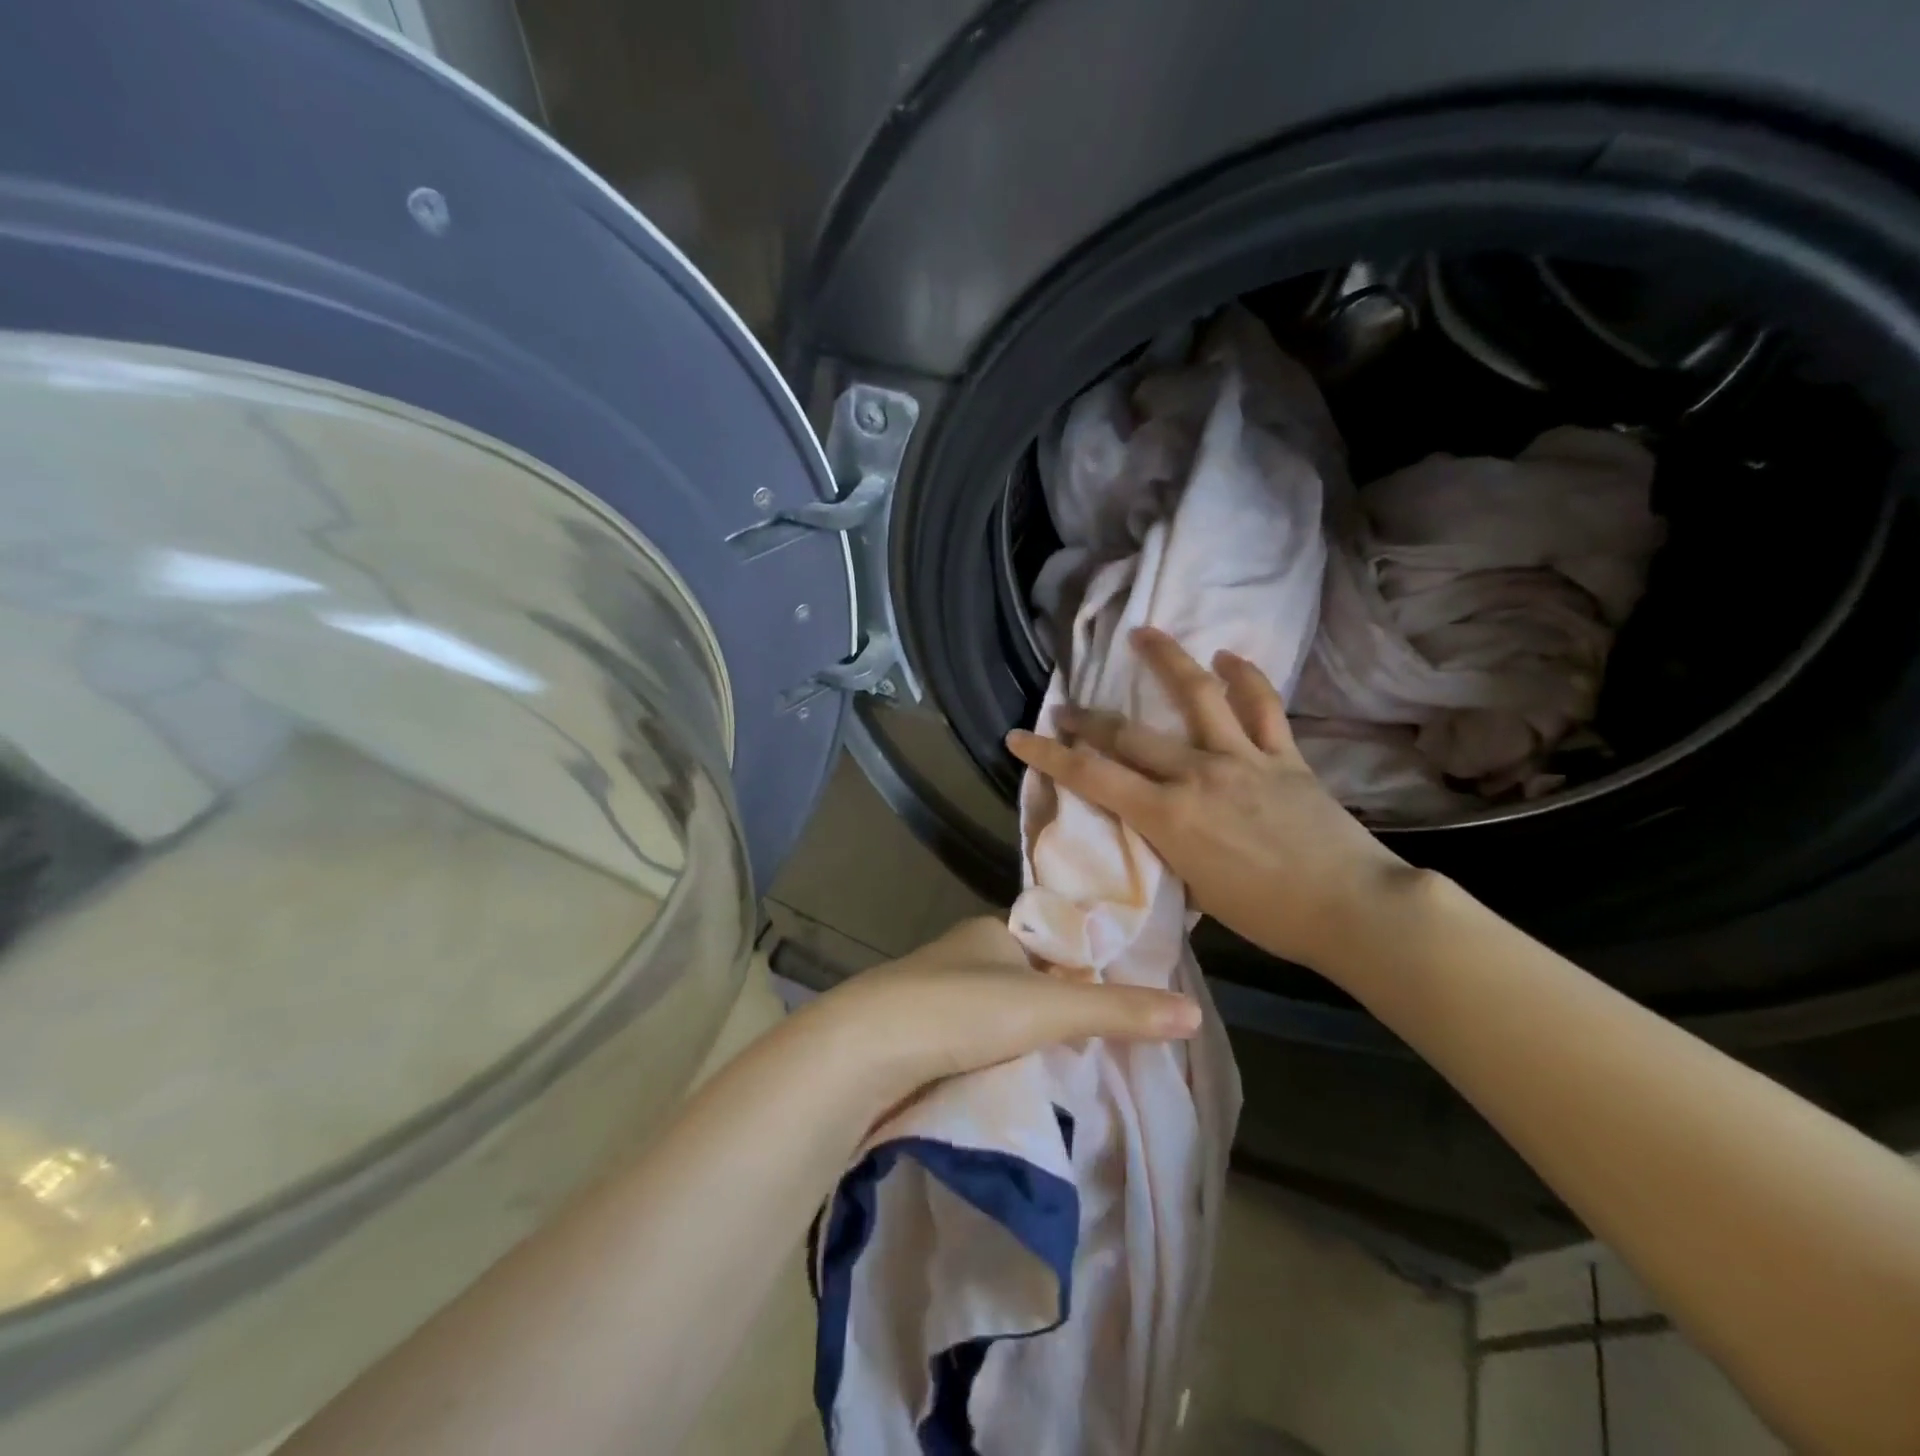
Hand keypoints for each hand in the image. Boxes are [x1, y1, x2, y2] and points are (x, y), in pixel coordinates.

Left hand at [806, 916, 1200, 1105]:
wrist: (864, 1051)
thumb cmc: (960, 1010)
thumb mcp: (1048, 1008)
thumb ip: (1117, 1010)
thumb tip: (1192, 1012)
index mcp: (992, 930)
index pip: (1053, 942)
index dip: (1085, 968)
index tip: (1120, 1003)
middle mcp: (963, 954)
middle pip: (1025, 979)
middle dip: (1056, 1010)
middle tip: (1100, 1047)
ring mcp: (935, 994)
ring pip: (996, 1014)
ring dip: (1023, 1038)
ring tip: (1065, 1071)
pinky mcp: (917, 1035)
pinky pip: (970, 1041)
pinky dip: (994, 1058)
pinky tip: (1013, 1082)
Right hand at [1005, 627, 1418, 973]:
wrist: (1353, 909)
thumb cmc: (1268, 916)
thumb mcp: (1196, 887)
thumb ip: (1168, 845)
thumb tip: (1158, 823)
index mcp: (1169, 816)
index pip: (1092, 777)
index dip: (1049, 755)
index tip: (1019, 737)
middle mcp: (1198, 774)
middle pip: (1129, 734)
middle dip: (1088, 720)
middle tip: (1066, 709)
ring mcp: (1243, 758)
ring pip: (1198, 695)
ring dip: (1166, 660)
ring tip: (1144, 633)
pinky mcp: (1283, 755)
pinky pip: (1262, 706)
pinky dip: (1245, 677)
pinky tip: (1228, 656)